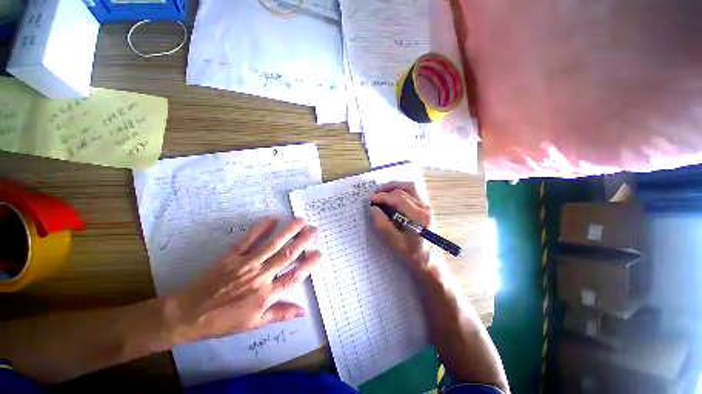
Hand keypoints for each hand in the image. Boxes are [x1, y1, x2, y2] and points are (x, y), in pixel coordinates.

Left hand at [163, 217, 320, 343]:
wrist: (188, 315)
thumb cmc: (224, 321)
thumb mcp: (254, 323)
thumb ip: (280, 314)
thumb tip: (303, 312)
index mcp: (266, 294)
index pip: (294, 277)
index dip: (309, 264)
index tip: (319, 253)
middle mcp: (260, 276)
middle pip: (287, 255)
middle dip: (303, 241)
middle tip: (314, 229)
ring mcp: (246, 264)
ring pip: (272, 245)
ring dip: (288, 231)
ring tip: (300, 220)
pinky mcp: (232, 256)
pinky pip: (248, 240)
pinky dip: (260, 228)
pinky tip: (272, 219)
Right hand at [370, 182, 441, 273]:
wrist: (430, 263)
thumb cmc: (412, 254)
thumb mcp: (394, 242)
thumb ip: (382, 223)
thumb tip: (373, 208)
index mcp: (419, 217)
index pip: (399, 198)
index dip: (383, 196)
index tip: (371, 198)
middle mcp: (425, 208)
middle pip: (407, 187)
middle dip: (389, 188)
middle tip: (376, 193)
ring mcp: (427, 207)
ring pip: (411, 188)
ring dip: (395, 187)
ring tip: (383, 193)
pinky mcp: (426, 209)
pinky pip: (413, 193)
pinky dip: (401, 192)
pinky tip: (392, 199)